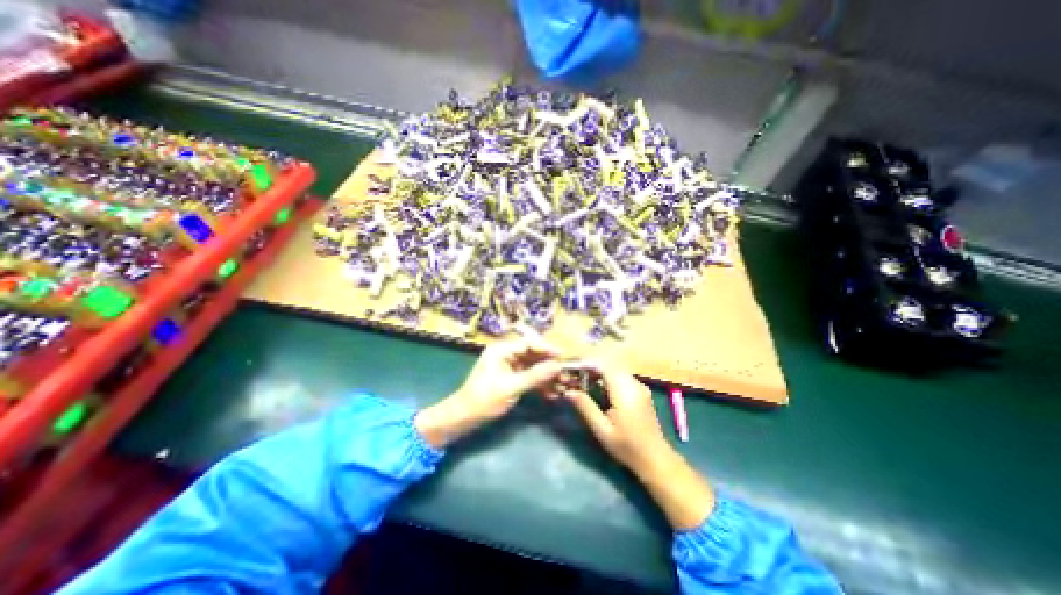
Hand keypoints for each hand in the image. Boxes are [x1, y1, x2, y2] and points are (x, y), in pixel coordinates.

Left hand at [416, 337, 566, 448]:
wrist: (464, 418)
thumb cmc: (483, 400)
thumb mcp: (510, 388)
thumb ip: (535, 376)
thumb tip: (558, 366)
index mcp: (502, 350)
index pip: (529, 343)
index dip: (547, 349)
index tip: (564, 357)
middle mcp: (507, 354)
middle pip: (533, 354)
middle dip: (550, 365)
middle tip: (567, 374)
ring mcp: (509, 366)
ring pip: (533, 366)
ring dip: (547, 376)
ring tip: (563, 386)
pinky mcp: (511, 377)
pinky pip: (529, 377)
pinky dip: (539, 384)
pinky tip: (551, 394)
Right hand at [563, 357, 668, 478]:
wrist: (656, 459)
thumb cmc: (627, 447)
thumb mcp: (602, 430)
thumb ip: (585, 407)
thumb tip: (568, 391)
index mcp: (624, 391)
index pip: (604, 365)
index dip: (587, 364)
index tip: (572, 369)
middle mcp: (634, 384)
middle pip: (610, 364)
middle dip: (592, 367)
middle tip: (576, 376)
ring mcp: (639, 386)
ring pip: (616, 369)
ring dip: (600, 371)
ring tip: (584, 381)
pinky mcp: (641, 391)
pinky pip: (622, 376)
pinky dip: (608, 376)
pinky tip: (599, 387)